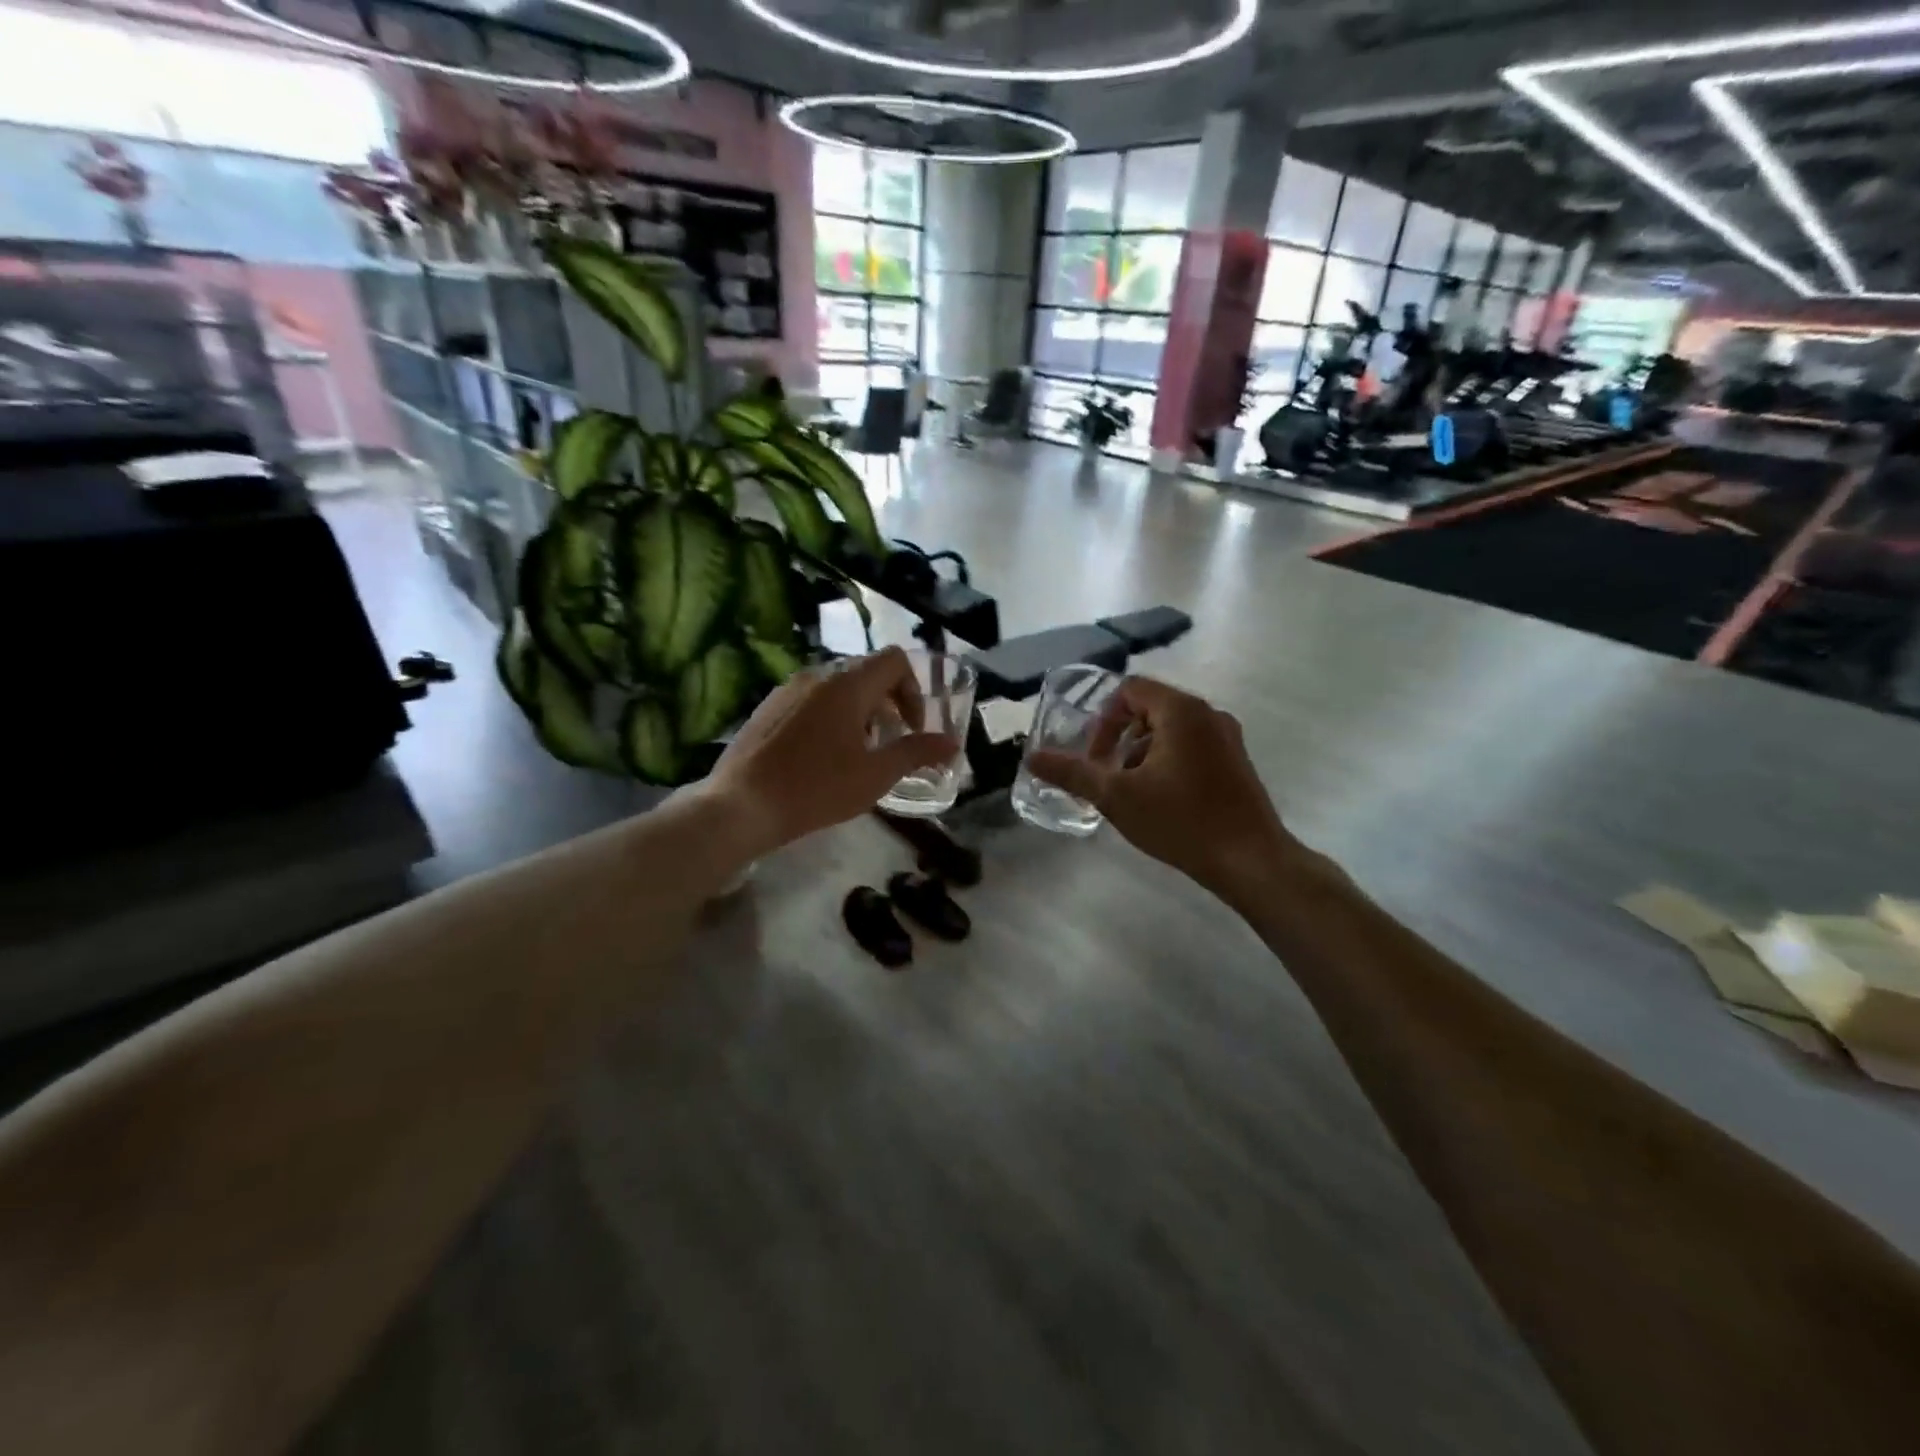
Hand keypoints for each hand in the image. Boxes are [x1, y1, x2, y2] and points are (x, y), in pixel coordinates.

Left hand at [704, 647, 959, 855]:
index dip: (913, 690)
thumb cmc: (816, 788)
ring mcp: (787, 689)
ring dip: (860, 712)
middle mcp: (817, 675)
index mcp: (847, 684)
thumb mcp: (875, 775)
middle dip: (888, 704)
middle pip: (867, 673)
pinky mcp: (767, 707)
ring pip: (838, 686)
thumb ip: (917, 753)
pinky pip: (811, 699)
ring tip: (857, 753)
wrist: (741, 806)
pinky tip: (822, 756)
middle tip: (889, 743)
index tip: (911, 729)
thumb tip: (952, 744)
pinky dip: (830, 716)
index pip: (894, 660)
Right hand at [1028, 676, 1296, 897]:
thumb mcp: (1117, 796)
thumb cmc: (1181, 820)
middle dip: (1119, 739)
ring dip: (1141, 753)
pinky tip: (1161, 802)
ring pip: (1171, 731)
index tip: (1094, 757)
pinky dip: (1167, 763)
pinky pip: (1191, 748)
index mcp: (1181, 711)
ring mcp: (1227, 738)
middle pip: (1150, 709)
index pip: (1130, 690)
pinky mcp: (1236, 763)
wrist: (1251, 860)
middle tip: (1107, 776)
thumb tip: (1033, 758)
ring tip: (1131, 793)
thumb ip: (1073, 773)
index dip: (1102, 719)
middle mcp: (1208, 714)